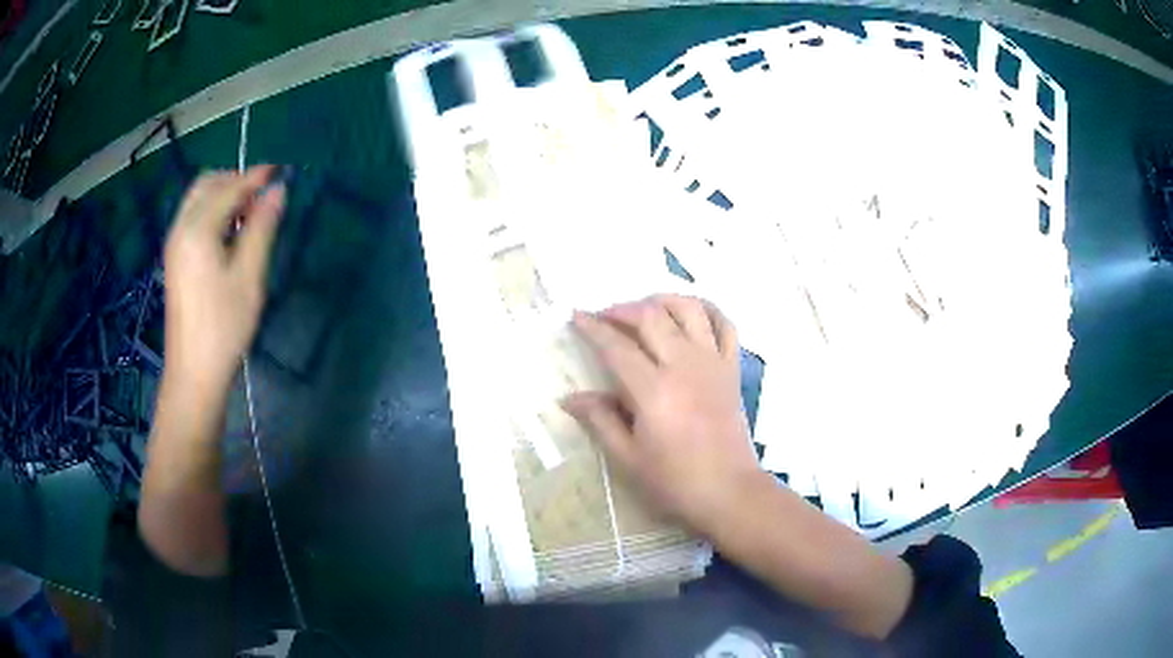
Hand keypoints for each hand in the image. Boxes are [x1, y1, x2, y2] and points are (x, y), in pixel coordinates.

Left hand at [162, 166, 285, 394]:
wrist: (193, 373)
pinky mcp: (174, 259)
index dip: (256, 177)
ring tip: (249, 216)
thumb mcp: (249, 277)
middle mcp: (180, 228)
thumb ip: (262, 228)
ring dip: (224, 195)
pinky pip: (192, 218)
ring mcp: (174, 244)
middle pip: (207, 184)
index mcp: (198, 229)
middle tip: (262, 197)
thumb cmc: (224, 327)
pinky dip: (212, 212)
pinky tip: (229, 234)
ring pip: (198, 199)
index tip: (281, 171)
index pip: (230, 188)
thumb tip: (278, 191)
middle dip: (235, 180)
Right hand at [562, 294, 763, 537]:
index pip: (616, 346)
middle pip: (651, 316)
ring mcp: (713, 363)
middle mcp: (684, 365)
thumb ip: (599, 421)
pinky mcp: (732, 369)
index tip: (576, 316)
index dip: (593, 327)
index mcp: (654, 390)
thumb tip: (569, 397)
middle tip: (604, 317)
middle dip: (622, 309)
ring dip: (662, 300)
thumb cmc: (675, 481)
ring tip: (644, 310)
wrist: (729, 492)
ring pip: (689, 309)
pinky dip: (708, 311)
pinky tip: (691, 315)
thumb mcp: (628, 458)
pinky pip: (725, 325)